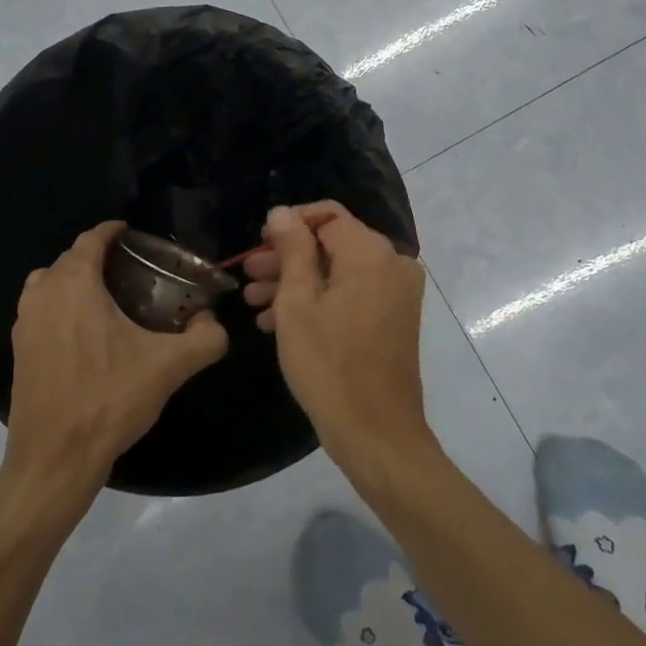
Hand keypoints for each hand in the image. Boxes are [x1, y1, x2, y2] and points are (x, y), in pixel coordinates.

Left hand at [5, 220, 227, 519]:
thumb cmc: (109, 400)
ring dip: (73, 281)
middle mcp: (42, 295)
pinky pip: (39, 310)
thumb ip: (205, 339)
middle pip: (69, 259)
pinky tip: (86, 333)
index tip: (133, 232)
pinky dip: (59, 306)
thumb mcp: (169, 367)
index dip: (112, 231)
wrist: (54, 459)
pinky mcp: (17, 351)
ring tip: (107, 296)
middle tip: (132, 268)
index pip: (90, 239)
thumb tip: (215, 324)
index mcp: (74, 285)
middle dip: (97, 256)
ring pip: (48, 284)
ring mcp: (23, 323)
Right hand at [253, 203, 436, 479]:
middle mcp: (392, 264)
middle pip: (332, 243)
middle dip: (288, 257)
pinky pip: (353, 294)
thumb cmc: (329, 365)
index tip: (258, 243)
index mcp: (371, 253)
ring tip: (254, 301)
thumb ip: (292, 249)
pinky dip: (320, 301)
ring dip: (298, 282)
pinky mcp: (394, 317)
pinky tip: (278, 321)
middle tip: (248, 273)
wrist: (376, 433)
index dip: (289, 224)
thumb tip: (282, 211)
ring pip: (339, 271)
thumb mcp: (297, 304)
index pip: (327, 214)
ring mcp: (397, 292)